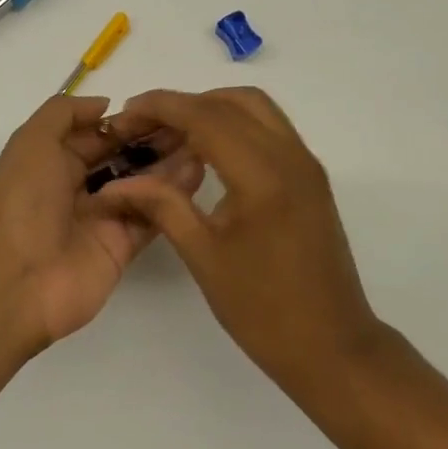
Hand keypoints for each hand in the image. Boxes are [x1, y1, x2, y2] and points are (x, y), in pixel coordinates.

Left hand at [0, 95, 202, 347]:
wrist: (17, 280)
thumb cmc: (23, 201)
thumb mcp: (32, 141)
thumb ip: (65, 113)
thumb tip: (105, 105)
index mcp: (53, 161)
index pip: (98, 134)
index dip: (128, 121)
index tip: (163, 108)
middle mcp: (78, 187)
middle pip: (123, 157)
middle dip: (153, 140)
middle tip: (192, 124)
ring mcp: (102, 218)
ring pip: (142, 184)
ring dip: (169, 163)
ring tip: (202, 143)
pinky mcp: (122, 246)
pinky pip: (151, 214)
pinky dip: (173, 195)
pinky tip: (197, 171)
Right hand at [95, 88, 382, 383]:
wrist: (333, 347)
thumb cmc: (263, 310)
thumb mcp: (204, 256)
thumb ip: (161, 205)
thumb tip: (114, 183)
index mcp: (263, 175)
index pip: (205, 116)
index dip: (161, 107)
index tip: (125, 115)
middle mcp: (290, 155)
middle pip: (231, 101)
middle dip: (184, 104)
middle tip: (145, 127)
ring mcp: (306, 163)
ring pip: (255, 108)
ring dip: (211, 109)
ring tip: (172, 136)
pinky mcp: (310, 176)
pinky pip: (269, 128)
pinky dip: (234, 124)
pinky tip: (207, 153)